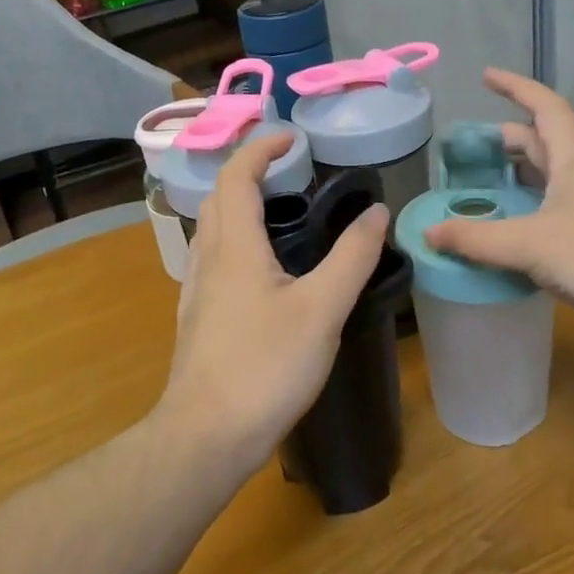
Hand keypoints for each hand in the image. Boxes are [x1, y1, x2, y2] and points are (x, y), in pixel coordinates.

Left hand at [158, 133, 389, 479]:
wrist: (206, 435)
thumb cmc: (265, 366)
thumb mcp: (322, 309)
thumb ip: (352, 257)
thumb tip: (376, 211)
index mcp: (234, 246)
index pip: (236, 175)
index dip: (261, 148)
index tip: (292, 138)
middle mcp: (208, 259)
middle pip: (219, 197)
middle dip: (248, 171)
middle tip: (289, 169)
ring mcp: (197, 290)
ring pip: (212, 229)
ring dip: (240, 205)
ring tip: (280, 211)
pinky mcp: (199, 318)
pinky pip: (213, 260)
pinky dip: (236, 240)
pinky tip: (261, 270)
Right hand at [422, 68, 573, 355]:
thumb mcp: (530, 245)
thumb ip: (476, 239)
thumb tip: (429, 233)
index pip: (545, 107)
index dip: (516, 87)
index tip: (486, 76)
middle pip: (545, 142)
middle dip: (509, 138)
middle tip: (472, 149)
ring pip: (550, 179)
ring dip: (518, 175)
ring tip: (484, 186)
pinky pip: (555, 210)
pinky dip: (529, 210)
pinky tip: (512, 233)